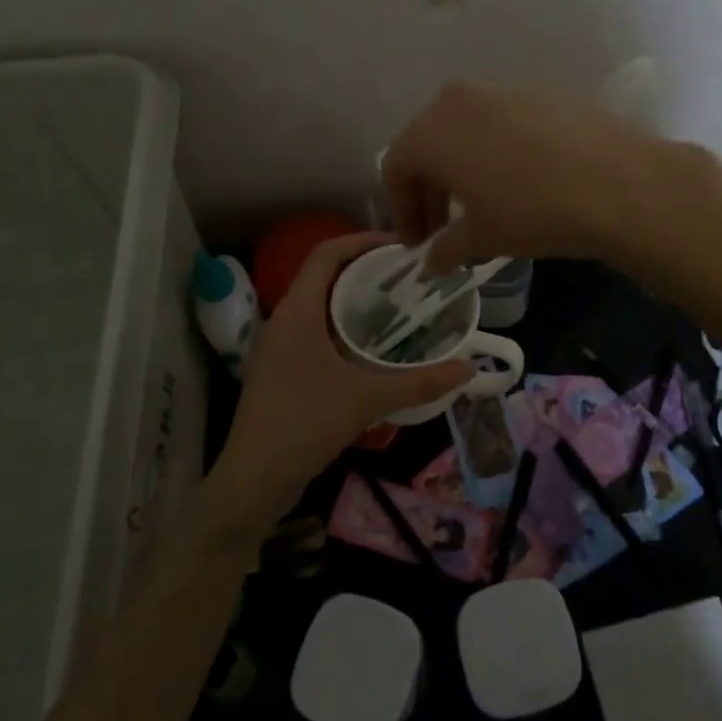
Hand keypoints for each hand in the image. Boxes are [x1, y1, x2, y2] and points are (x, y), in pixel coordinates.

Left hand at [203, 233, 470, 535]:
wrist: (253, 480)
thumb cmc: (304, 425)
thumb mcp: (367, 399)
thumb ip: (419, 382)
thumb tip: (468, 368)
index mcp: (297, 311)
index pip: (326, 253)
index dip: (362, 240)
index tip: (401, 246)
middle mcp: (284, 319)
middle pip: (325, 276)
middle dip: (366, 270)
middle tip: (409, 276)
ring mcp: (280, 346)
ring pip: (321, 305)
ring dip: (355, 300)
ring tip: (399, 306)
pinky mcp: (282, 369)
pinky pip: (316, 331)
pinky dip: (345, 328)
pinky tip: (373, 349)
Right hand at [381, 81, 721, 271]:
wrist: (620, 183)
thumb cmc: (533, 212)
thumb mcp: (482, 237)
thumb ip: (446, 248)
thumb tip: (431, 261)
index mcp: (431, 131)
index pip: (395, 169)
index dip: (402, 211)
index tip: (418, 244)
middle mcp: (459, 99)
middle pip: (428, 144)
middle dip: (430, 189)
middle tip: (443, 229)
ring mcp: (503, 90)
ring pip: (465, 130)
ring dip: (463, 168)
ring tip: (482, 206)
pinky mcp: (541, 92)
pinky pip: (502, 122)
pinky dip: (496, 151)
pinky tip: (521, 182)